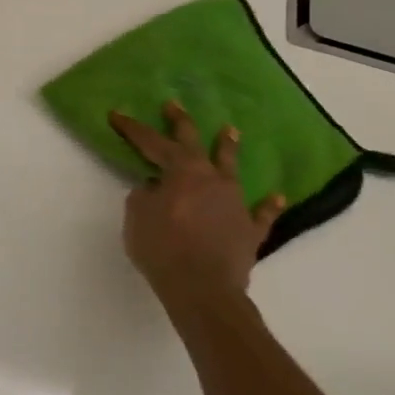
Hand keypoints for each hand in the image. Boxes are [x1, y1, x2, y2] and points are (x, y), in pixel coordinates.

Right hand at [108, 102, 284, 326]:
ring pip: (232, 169)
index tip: (117, 114)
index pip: (152, 143)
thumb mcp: (137, 218)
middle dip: (181, 123)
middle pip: (194, 144)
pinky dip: (268, 205)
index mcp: (181, 172)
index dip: (133, 128)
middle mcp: (211, 179)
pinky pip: (261, 213)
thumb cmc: (163, 248)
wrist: (203, 289)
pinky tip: (277, 196)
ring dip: (228, 149)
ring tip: (231, 131)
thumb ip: (144, 196)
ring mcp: (235, 203)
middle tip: (174, 105)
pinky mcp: (249, 230)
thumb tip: (155, 188)